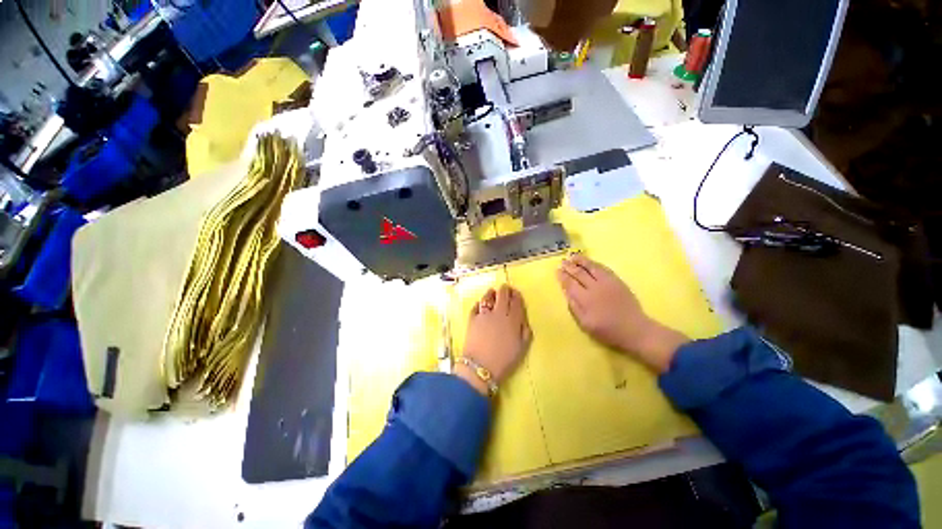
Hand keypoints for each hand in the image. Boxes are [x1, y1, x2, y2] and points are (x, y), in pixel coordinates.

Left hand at [458, 285, 531, 394]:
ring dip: (491, 293)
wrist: (480, 367)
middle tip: (505, 289)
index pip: (516, 302)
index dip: (517, 295)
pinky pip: (476, 306)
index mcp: (513, 320)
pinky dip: (478, 303)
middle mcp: (499, 313)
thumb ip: (525, 331)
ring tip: (492, 292)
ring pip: (488, 297)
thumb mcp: (521, 348)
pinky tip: (480, 304)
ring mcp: (484, 314)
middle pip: (503, 295)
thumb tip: (524, 320)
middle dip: (505, 290)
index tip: (516, 293)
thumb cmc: (504, 360)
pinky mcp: (472, 319)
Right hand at [556, 253, 688, 372]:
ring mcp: (607, 283)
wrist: (635, 330)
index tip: (557, 271)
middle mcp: (595, 288)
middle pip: (579, 274)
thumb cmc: (607, 330)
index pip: (570, 284)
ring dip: (581, 261)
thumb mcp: (586, 324)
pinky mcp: (617, 281)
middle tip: (562, 261)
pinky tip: (589, 262)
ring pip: (591, 267)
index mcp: (585, 299)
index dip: (563, 277)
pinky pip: (604, 269)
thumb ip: (574, 307)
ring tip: (573, 256)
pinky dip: (594, 264)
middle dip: (569, 267)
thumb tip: (567, 293)